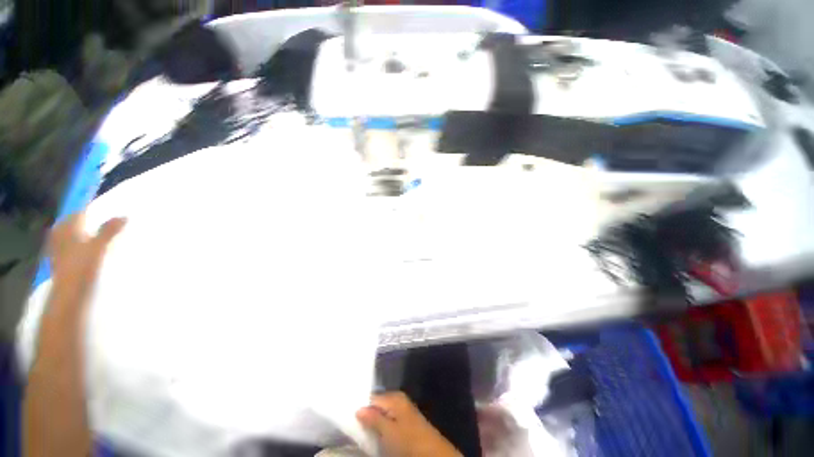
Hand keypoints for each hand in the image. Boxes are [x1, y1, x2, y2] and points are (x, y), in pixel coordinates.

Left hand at [47, 212, 125, 304]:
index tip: (109, 212)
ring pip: (75, 239)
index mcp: (66, 228)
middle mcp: (59, 236)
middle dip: (90, 225)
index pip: (79, 213)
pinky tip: (94, 255)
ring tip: (104, 240)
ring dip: (87, 238)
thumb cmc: (82, 267)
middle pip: (76, 225)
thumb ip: (110, 230)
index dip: (94, 212)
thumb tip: (124, 216)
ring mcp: (59, 251)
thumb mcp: (99, 247)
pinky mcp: (62, 263)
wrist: (69, 296)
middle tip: (109, 226)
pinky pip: (74, 251)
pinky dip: (83, 250)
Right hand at [356, 392, 461, 456]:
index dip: (361, 406)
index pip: (372, 397)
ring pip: (382, 413)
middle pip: (377, 405)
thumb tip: (358, 408)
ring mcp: (403, 410)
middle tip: (354, 424)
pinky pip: (389, 420)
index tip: (349, 415)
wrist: (433, 453)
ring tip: (363, 430)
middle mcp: (398, 400)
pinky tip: (377, 433)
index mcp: (394, 397)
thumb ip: (373, 418)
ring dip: (374, 422)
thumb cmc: (409, 441)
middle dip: (367, 414)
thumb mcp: (388, 432)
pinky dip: (382, 426)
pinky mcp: (406, 421)